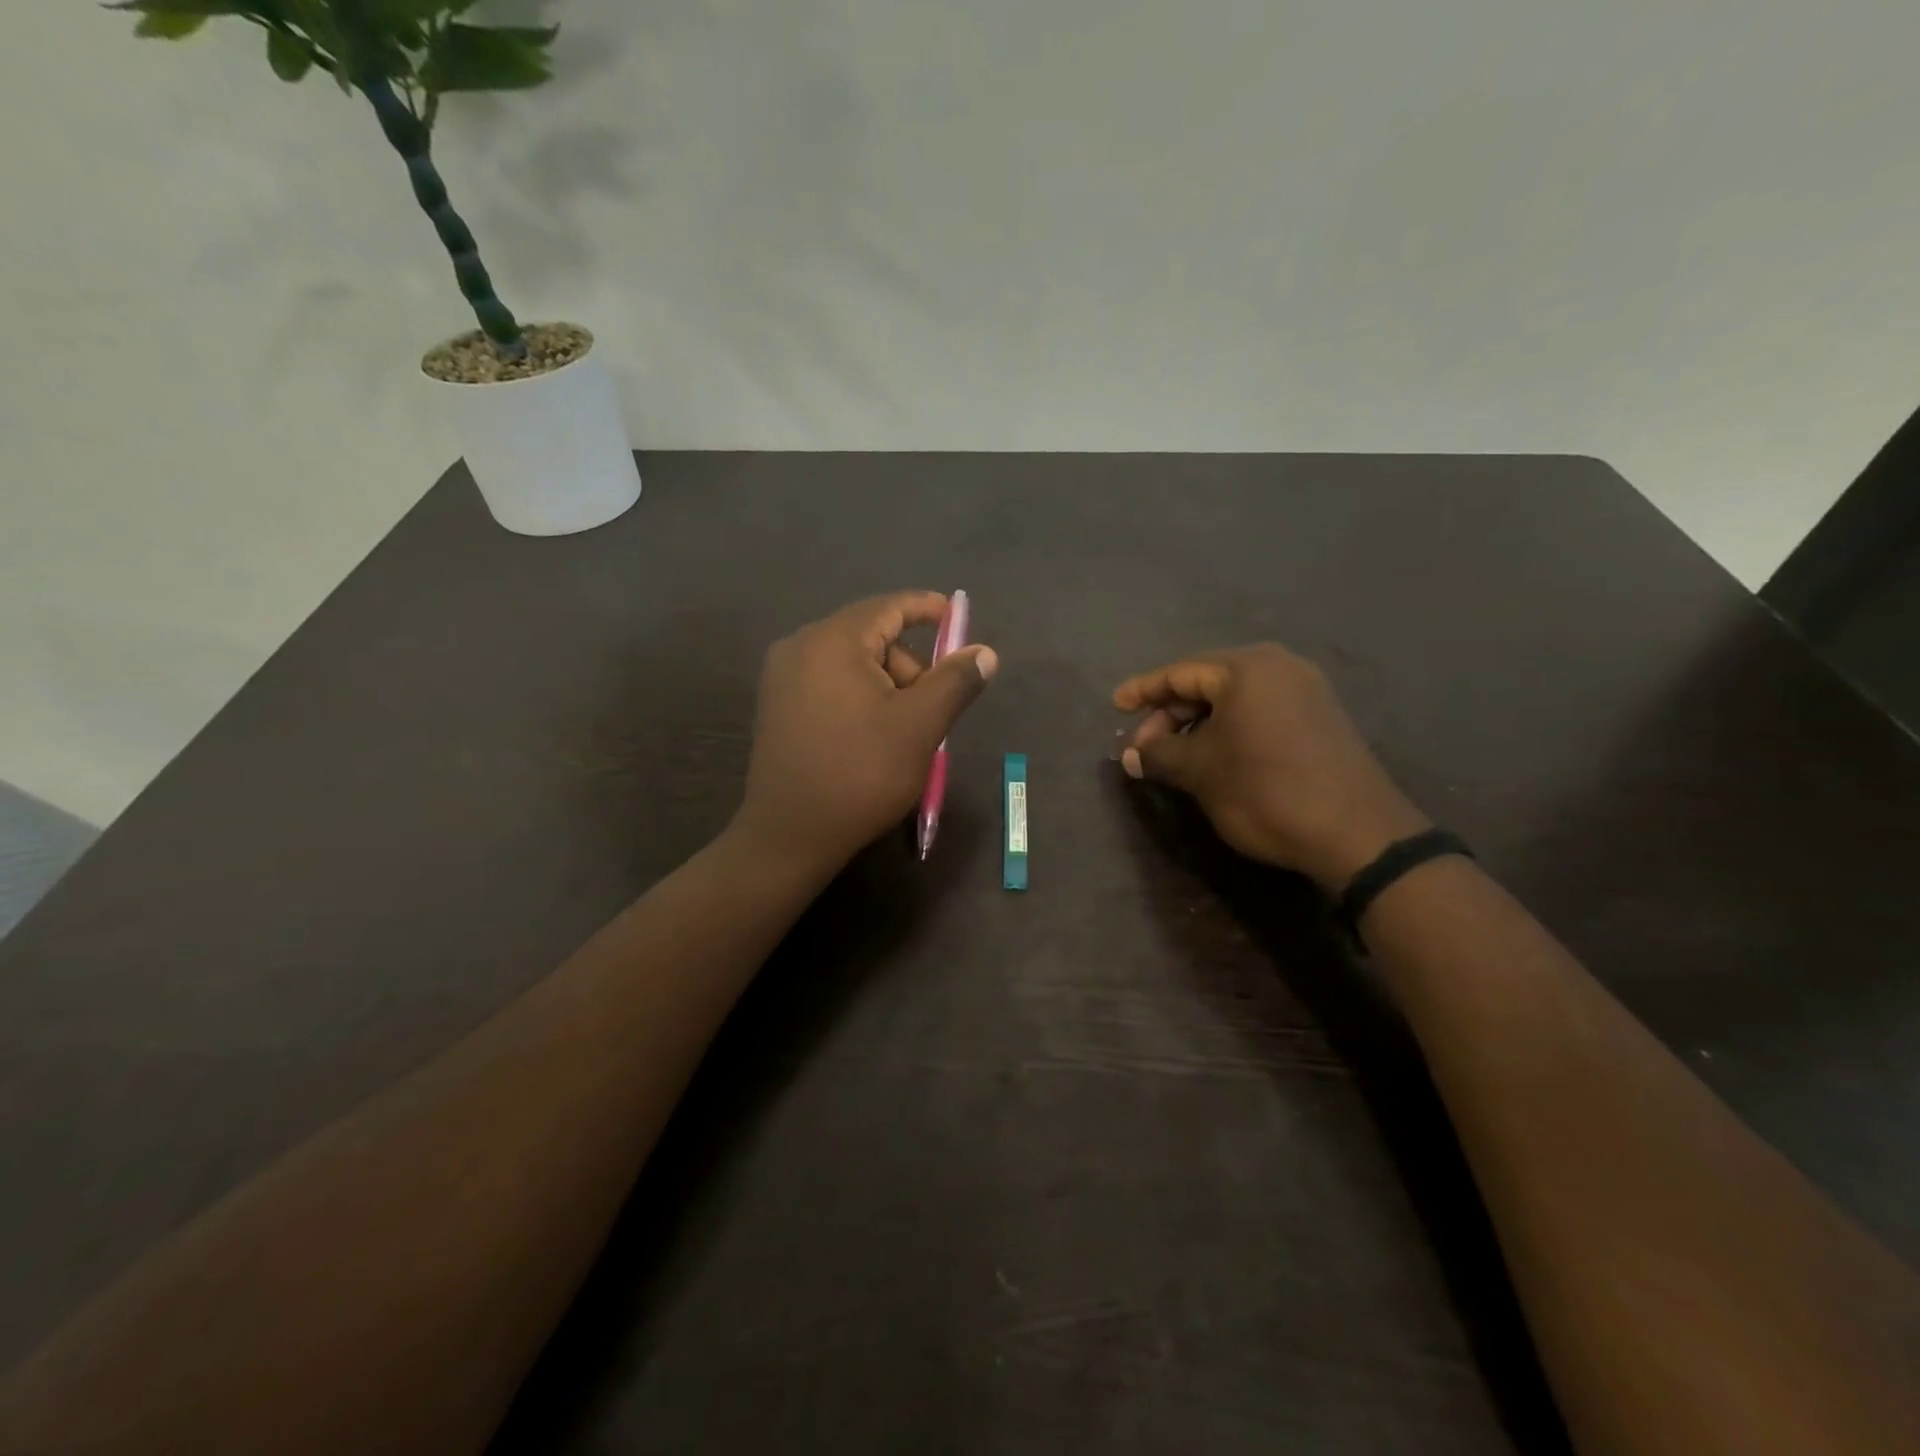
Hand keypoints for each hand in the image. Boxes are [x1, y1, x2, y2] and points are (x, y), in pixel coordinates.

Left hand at [735, 592, 997, 873]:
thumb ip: (955, 681)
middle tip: (930, 709)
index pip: (889, 607)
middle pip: (870, 637)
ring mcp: (781, 677)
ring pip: (850, 663)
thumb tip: (984, 652)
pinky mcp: (776, 706)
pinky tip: (870, 736)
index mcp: (833, 641)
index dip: (927, 609)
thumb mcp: (920, 726)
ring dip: (885, 686)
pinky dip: (859, 697)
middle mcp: (800, 647)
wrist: (790, 835)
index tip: (956, 618)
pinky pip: (828, 683)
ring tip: (900, 733)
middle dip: (908, 665)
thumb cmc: (861, 773)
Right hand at [1114, 644, 1429, 890]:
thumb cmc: (1266, 791)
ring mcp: (1306, 690)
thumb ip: (1160, 755)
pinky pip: (1259, 710)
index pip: (1179, 672)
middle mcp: (1279, 667)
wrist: (1357, 834)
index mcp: (1247, 669)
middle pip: (1206, 681)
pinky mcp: (1320, 717)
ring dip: (1198, 723)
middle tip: (1144, 746)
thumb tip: (1132, 755)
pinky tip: (1214, 754)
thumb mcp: (1201, 772)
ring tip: (1174, 754)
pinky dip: (1229, 727)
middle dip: (1170, 713)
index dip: (1143, 690)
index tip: (1116, 705)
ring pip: (1234, 697)